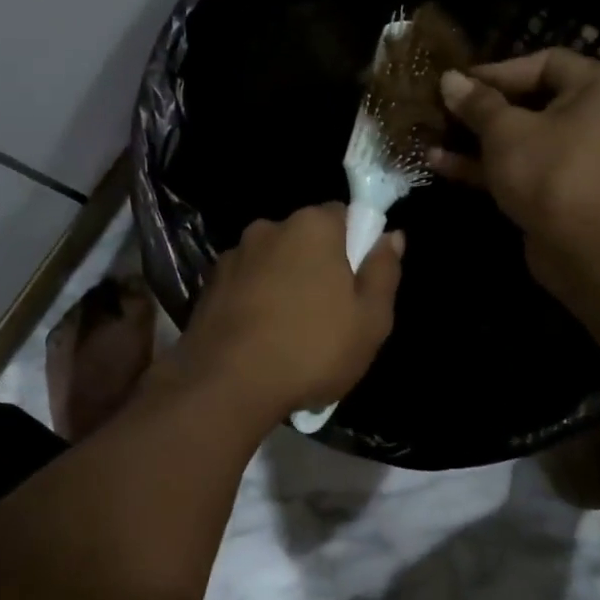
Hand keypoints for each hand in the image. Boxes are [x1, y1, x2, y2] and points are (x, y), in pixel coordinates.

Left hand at [168, 205, 402, 422]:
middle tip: (329, 313)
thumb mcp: (371, 320)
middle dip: (316, 265)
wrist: (227, 384)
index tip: (357, 283)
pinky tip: (259, 338)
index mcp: (311, 226)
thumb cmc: (312, 349)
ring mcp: (233, 256)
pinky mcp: (208, 285)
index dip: (354, 246)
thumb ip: (383, 271)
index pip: (342, 215)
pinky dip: (254, 301)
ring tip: (289, 332)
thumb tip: (391, 236)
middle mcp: (268, 228)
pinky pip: (244, 284)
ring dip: (282, 283)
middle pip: (304, 238)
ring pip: (271, 262)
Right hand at [433, 49, 599, 292]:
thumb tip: (449, 79)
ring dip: (477, 140)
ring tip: (433, 136)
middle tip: (441, 108)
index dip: (496, 71)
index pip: (544, 62)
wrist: (589, 249)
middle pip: (532, 101)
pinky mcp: (565, 191)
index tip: (455, 82)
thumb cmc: (552, 171)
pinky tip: (441, 164)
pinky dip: (489, 166)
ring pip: (523, 139)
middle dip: (482, 108)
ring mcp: (583, 157)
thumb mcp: (506, 130)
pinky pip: (524, 168)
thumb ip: (476, 103)